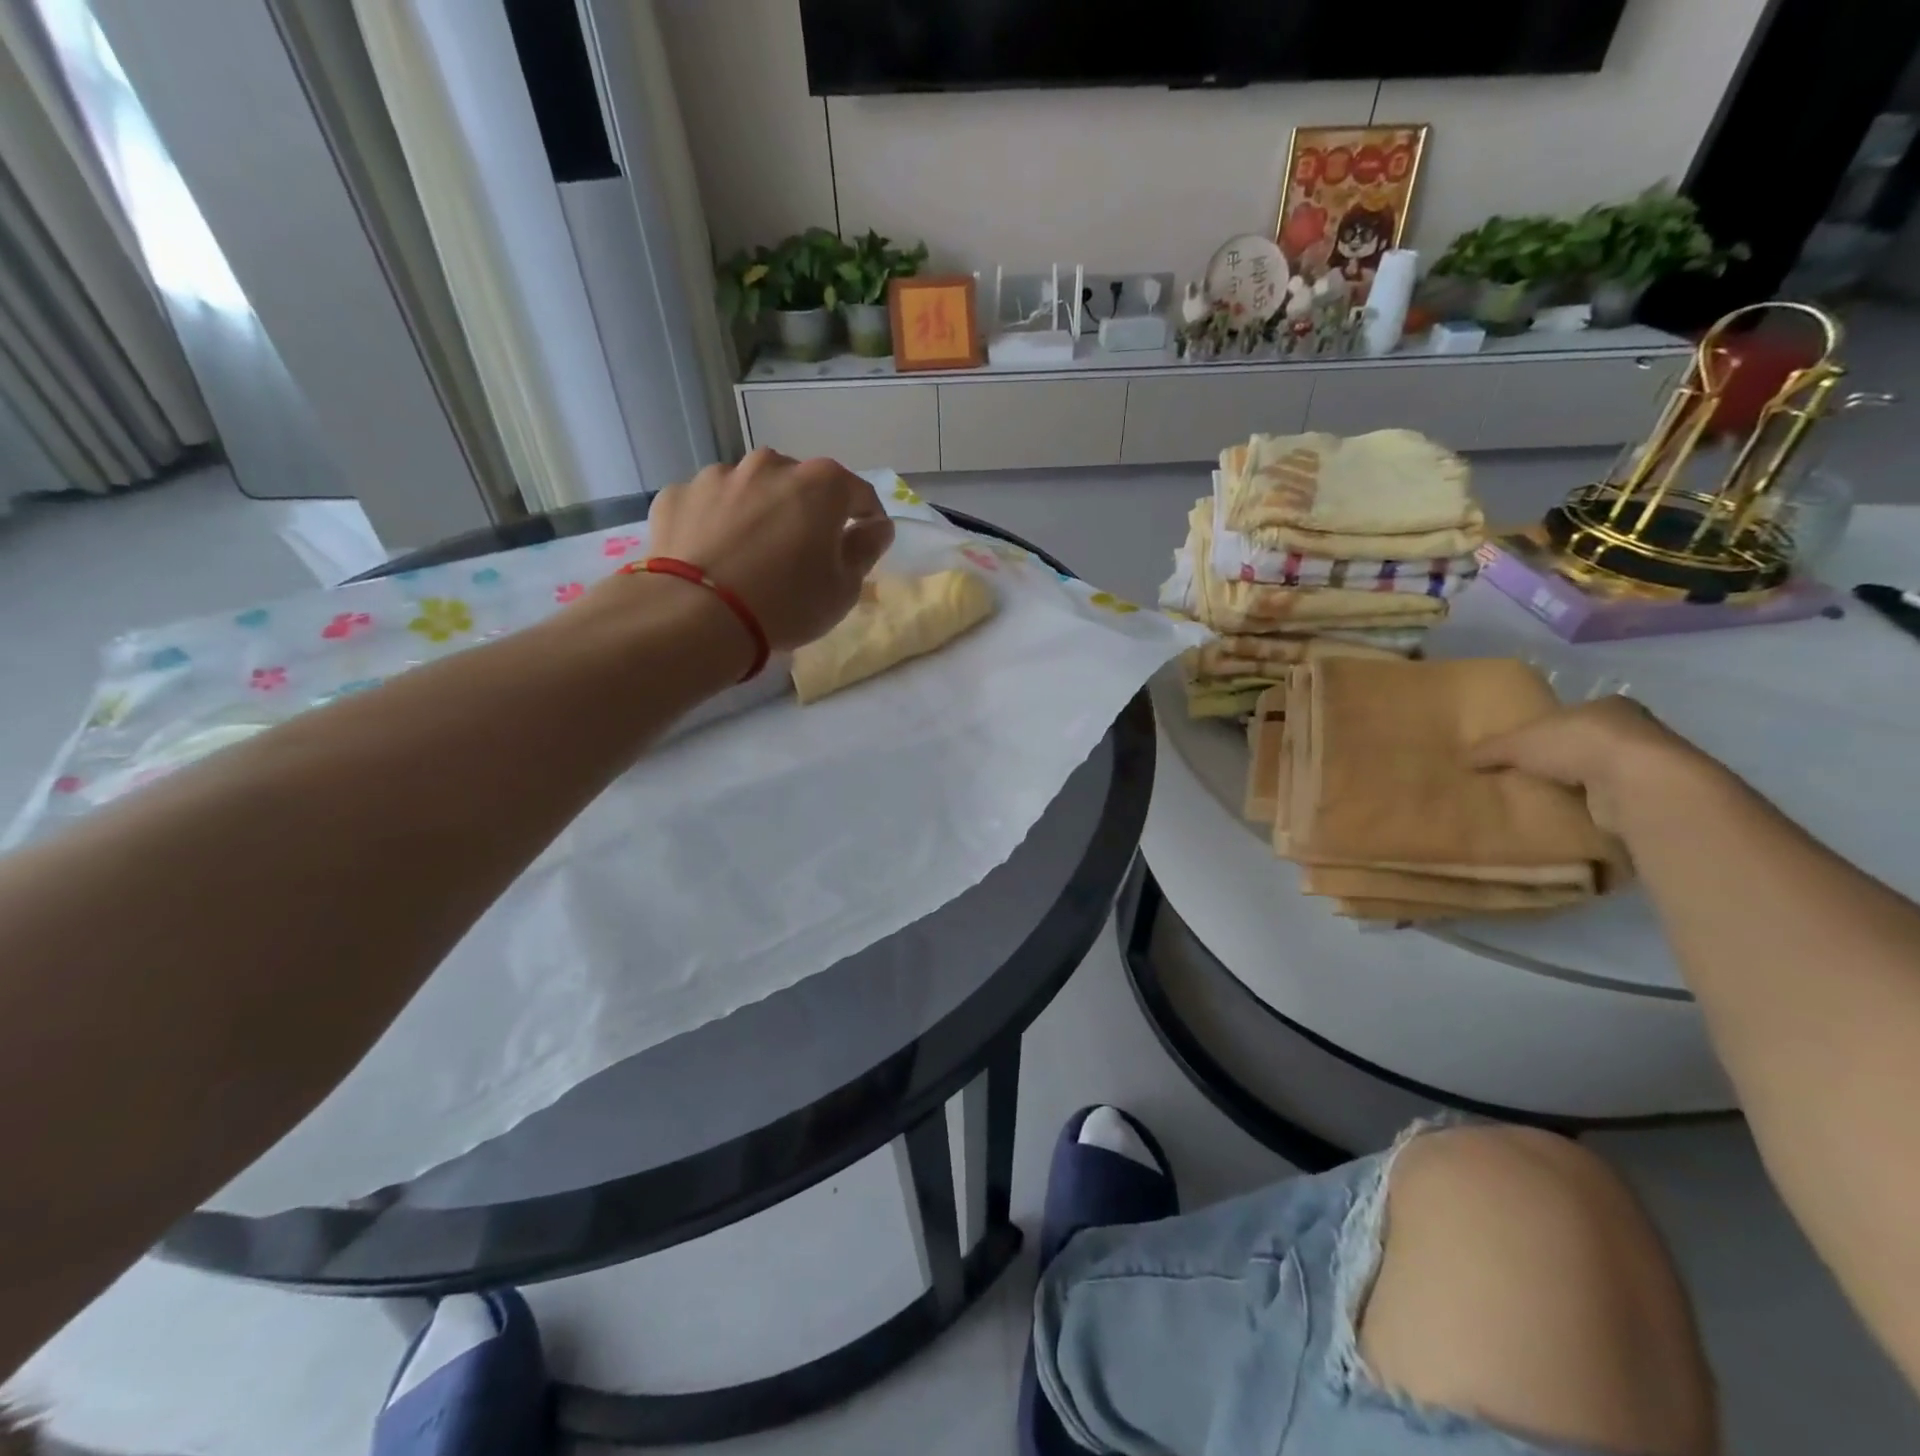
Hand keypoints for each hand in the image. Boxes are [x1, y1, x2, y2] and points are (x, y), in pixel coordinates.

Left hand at [645, 449, 894, 651]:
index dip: (867, 518)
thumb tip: (877, 526)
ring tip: (752, 555)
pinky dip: (716, 523)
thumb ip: (866, 549)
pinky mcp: (677, 495)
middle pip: (800, 485)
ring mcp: (718, 475)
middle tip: (803, 554)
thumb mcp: (844, 588)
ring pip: (751, 490)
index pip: (858, 493)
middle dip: (807, 512)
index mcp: (820, 483)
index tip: (864, 542)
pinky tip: (713, 556)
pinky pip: (708, 506)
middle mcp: (770, 465)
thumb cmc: (786, 603)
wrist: (695, 616)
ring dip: (759, 513)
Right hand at [1469, 696, 1712, 834]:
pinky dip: (1593, 808)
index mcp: (1607, 706)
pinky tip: (1569, 816)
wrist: (1638, 784)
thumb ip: (1490, 749)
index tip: (1525, 747)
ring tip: (1544, 799)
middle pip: (1587, 743)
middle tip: (1529, 775)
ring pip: (1602, 772)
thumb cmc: (1577, 745)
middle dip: (1562, 759)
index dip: (1546, 729)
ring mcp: (1649, 764)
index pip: (1571, 715)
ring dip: (1579, 786)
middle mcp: (1636, 730)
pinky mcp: (1652, 796)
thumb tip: (1460, 758)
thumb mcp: (1518, 743)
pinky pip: (1613, 800)